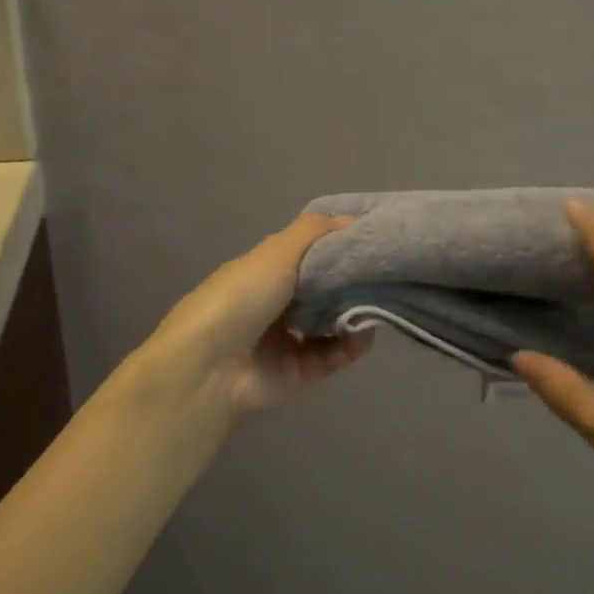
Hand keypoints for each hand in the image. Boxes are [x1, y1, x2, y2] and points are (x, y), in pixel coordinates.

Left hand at [140, 212, 373, 419]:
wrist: (208, 369)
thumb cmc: (240, 298)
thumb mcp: (276, 251)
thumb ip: (314, 231)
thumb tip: (352, 219)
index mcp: (264, 271)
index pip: (307, 253)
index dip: (337, 244)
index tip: (373, 236)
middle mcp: (275, 303)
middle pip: (322, 288)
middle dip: (351, 279)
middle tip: (384, 268)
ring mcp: (286, 340)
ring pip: (331, 323)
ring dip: (355, 312)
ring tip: (383, 298)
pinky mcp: (298, 374)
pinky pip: (333, 356)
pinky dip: (352, 344)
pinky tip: (367, 330)